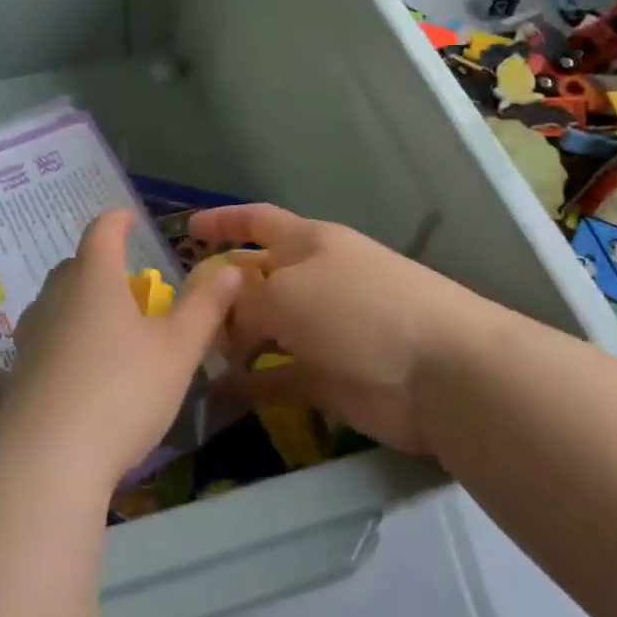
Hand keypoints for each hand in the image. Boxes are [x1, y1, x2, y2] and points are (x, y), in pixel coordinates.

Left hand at [0, 210, 244, 484]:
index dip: (116, 221)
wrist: (50, 459)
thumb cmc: (123, 391)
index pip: (102, 233)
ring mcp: (28, 340)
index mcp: (95, 281)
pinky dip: (10, 359)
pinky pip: (7, 361)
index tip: (127, 218)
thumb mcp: (178, 350)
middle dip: (95, 267)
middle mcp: (55, 301)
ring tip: (87, 324)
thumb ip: (205, 307)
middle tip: (121, 285)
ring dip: (66, 307)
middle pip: (72, 269)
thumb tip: (230, 268)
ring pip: (46, 308)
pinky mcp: (10, 381)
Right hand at [187, 203, 485, 456]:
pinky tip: (219, 395)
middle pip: (253, 280)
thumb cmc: (357, 310)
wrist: (439, 373)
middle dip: (218, 294)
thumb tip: (223, 317)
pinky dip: (251, 385)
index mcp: (307, 243)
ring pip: (262, 331)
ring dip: (229, 343)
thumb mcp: (286, 293)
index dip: (223, 221)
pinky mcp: (328, 378)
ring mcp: (321, 331)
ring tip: (190, 358)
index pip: (257, 221)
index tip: (187, 228)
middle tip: (176, 316)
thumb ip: (244, 302)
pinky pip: (278, 377)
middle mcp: (312, 281)